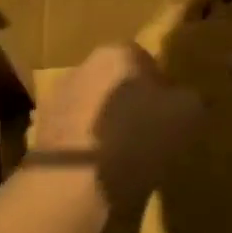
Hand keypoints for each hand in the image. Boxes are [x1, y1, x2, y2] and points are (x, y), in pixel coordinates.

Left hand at [29, 44, 201, 209]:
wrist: (75, 180)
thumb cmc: (138, 136)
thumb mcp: (187, 115)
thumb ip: (190, 99)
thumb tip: (185, 99)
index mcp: (117, 52)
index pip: (145, 60)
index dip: (161, 86)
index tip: (171, 113)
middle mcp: (81, 66)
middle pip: (114, 82)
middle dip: (130, 103)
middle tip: (149, 135)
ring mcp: (56, 99)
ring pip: (91, 107)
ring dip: (105, 125)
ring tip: (124, 158)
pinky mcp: (40, 132)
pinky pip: (74, 134)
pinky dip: (86, 147)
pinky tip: (99, 170)